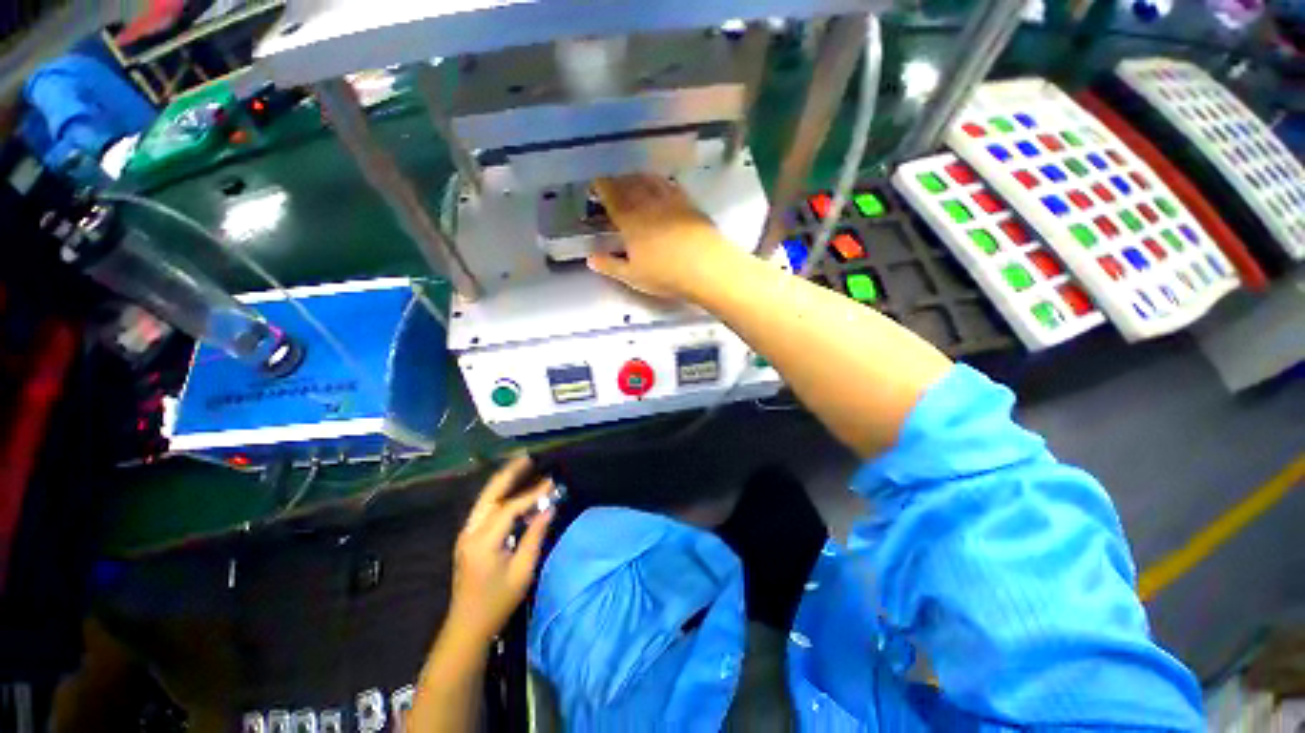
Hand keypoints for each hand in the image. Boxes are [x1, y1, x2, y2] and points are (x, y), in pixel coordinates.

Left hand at [445, 456, 555, 643]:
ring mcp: (466, 534)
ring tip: (523, 466)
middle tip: (529, 458)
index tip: (551, 482)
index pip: (509, 508)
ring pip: (485, 499)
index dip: (532, 493)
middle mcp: (470, 532)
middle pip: (490, 494)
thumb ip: (535, 536)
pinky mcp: (468, 538)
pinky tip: (513, 491)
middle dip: (509, 474)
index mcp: (483, 542)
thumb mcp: (522, 571)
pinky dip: (500, 496)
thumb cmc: (497, 602)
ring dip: (504, 481)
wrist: (466, 627)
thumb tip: (549, 508)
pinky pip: (485, 509)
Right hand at [588, 174, 739, 299]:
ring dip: (638, 177)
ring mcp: (670, 201)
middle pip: (630, 185)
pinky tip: (662, 184)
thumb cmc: (665, 274)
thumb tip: (590, 259)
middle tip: (612, 180)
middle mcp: (648, 204)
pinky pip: (670, 185)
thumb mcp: (633, 276)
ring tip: (633, 178)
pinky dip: (661, 182)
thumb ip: (610, 266)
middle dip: (618, 180)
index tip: (595, 183)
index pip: (611, 196)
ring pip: (649, 181)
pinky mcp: (689, 203)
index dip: (601, 187)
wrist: (706, 267)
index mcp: (630, 220)